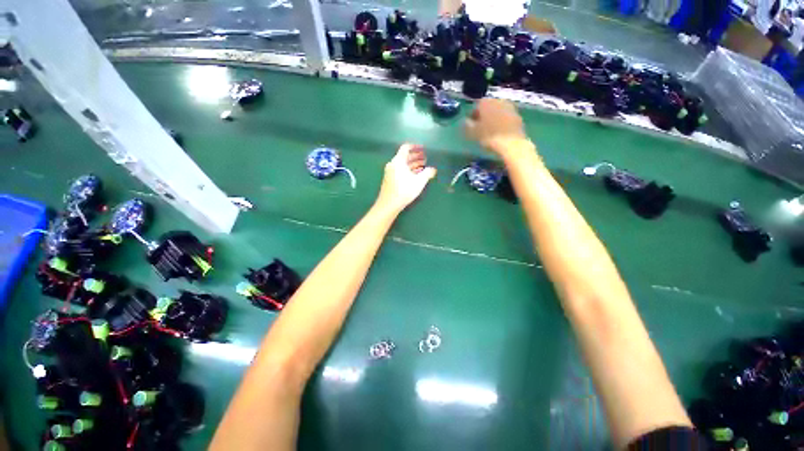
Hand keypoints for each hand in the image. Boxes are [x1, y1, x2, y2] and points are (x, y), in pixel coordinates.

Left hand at [375, 144, 436, 212]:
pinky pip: (400, 171)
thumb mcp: (419, 181)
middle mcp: (393, 164)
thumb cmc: (404, 190)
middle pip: (405, 156)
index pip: (406, 148)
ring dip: (413, 165)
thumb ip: (427, 173)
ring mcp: (390, 172)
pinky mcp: (390, 180)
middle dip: (416, 157)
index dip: (415, 147)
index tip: (423, 149)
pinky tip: (416, 176)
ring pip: (403, 165)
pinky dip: (408, 170)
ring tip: (423, 167)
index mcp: (398, 161)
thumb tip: (433, 169)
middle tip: (426, 159)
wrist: (389, 204)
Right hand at [465, 98, 528, 153]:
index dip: (473, 116)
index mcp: (485, 102)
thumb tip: (465, 121)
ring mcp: (509, 107)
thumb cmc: (488, 137)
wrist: (511, 144)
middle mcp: (498, 100)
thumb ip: (467, 124)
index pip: (476, 106)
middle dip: (484, 116)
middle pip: (488, 107)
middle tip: (481, 129)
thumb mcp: (472, 132)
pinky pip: (506, 117)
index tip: (472, 126)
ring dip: (494, 119)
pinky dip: (502, 122)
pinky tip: (500, 133)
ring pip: (498, 111)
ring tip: (491, 131)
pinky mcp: (518, 115)